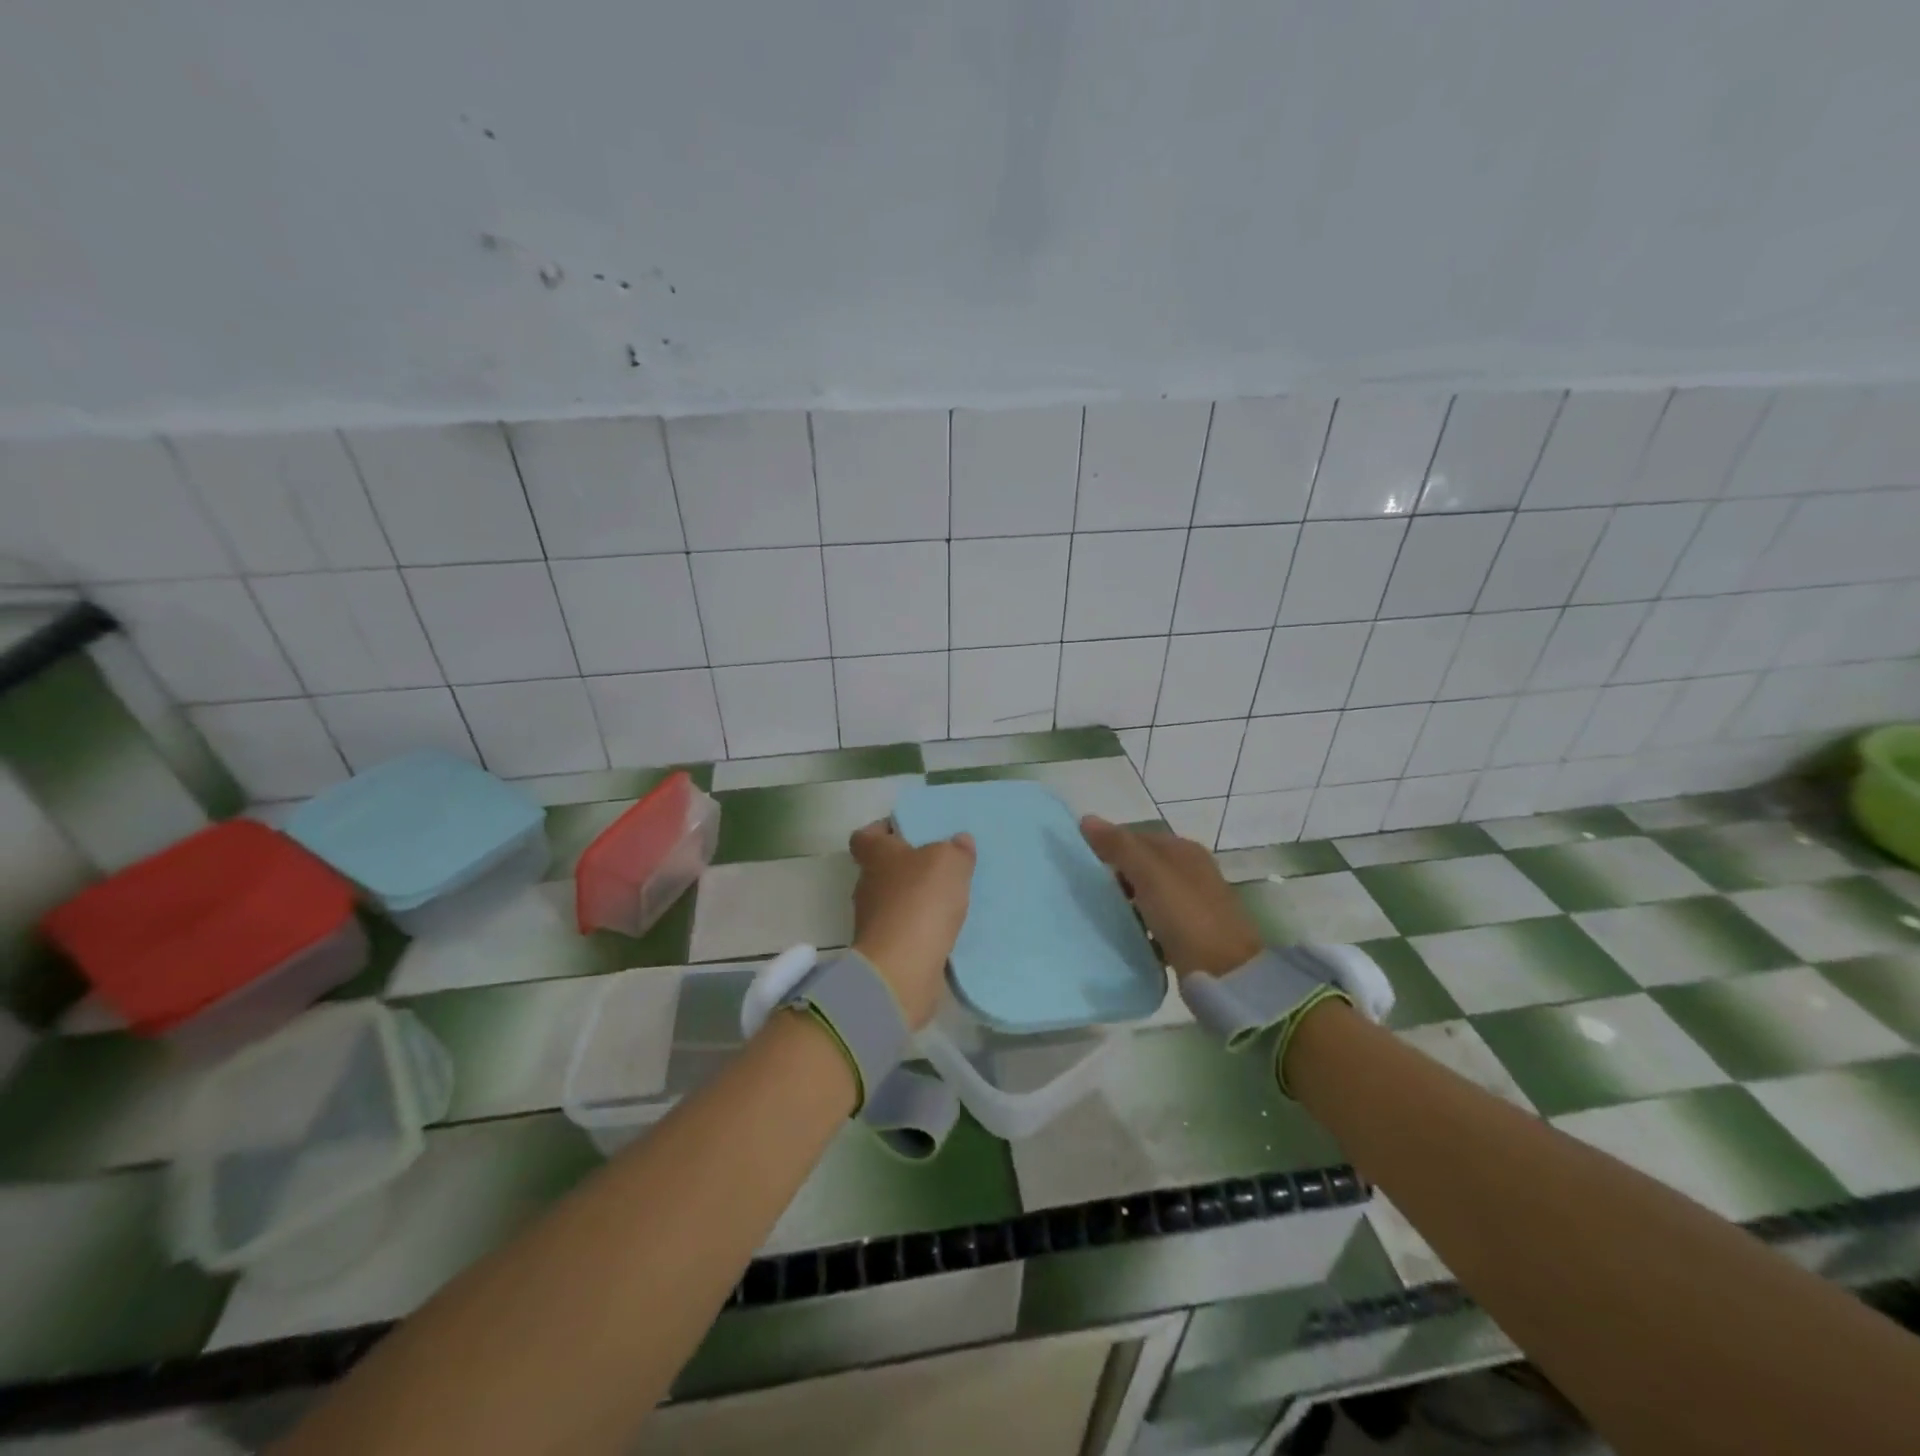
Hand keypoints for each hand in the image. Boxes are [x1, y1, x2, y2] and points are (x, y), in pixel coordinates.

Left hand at [848, 820, 975, 1028]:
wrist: (902, 969)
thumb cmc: (920, 901)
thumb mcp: (949, 863)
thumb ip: (956, 850)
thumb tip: (959, 841)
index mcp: (875, 856)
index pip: (866, 836)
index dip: (882, 830)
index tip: (907, 832)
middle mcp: (868, 885)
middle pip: (882, 868)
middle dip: (908, 866)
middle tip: (940, 865)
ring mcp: (874, 920)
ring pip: (895, 901)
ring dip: (916, 899)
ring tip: (950, 898)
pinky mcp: (886, 950)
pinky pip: (906, 930)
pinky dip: (922, 928)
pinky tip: (947, 928)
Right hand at [1081, 815, 1260, 977]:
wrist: (1226, 975)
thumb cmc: (1186, 916)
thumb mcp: (1149, 875)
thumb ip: (1119, 846)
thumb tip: (1086, 818)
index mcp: (1184, 850)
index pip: (1136, 837)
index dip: (1109, 846)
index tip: (1081, 865)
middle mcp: (1190, 872)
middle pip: (1142, 866)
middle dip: (1115, 877)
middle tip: (1087, 892)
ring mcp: (1192, 904)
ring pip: (1147, 895)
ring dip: (1125, 903)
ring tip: (1100, 915)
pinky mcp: (1190, 935)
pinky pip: (1155, 923)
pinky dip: (1139, 927)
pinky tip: (1124, 938)